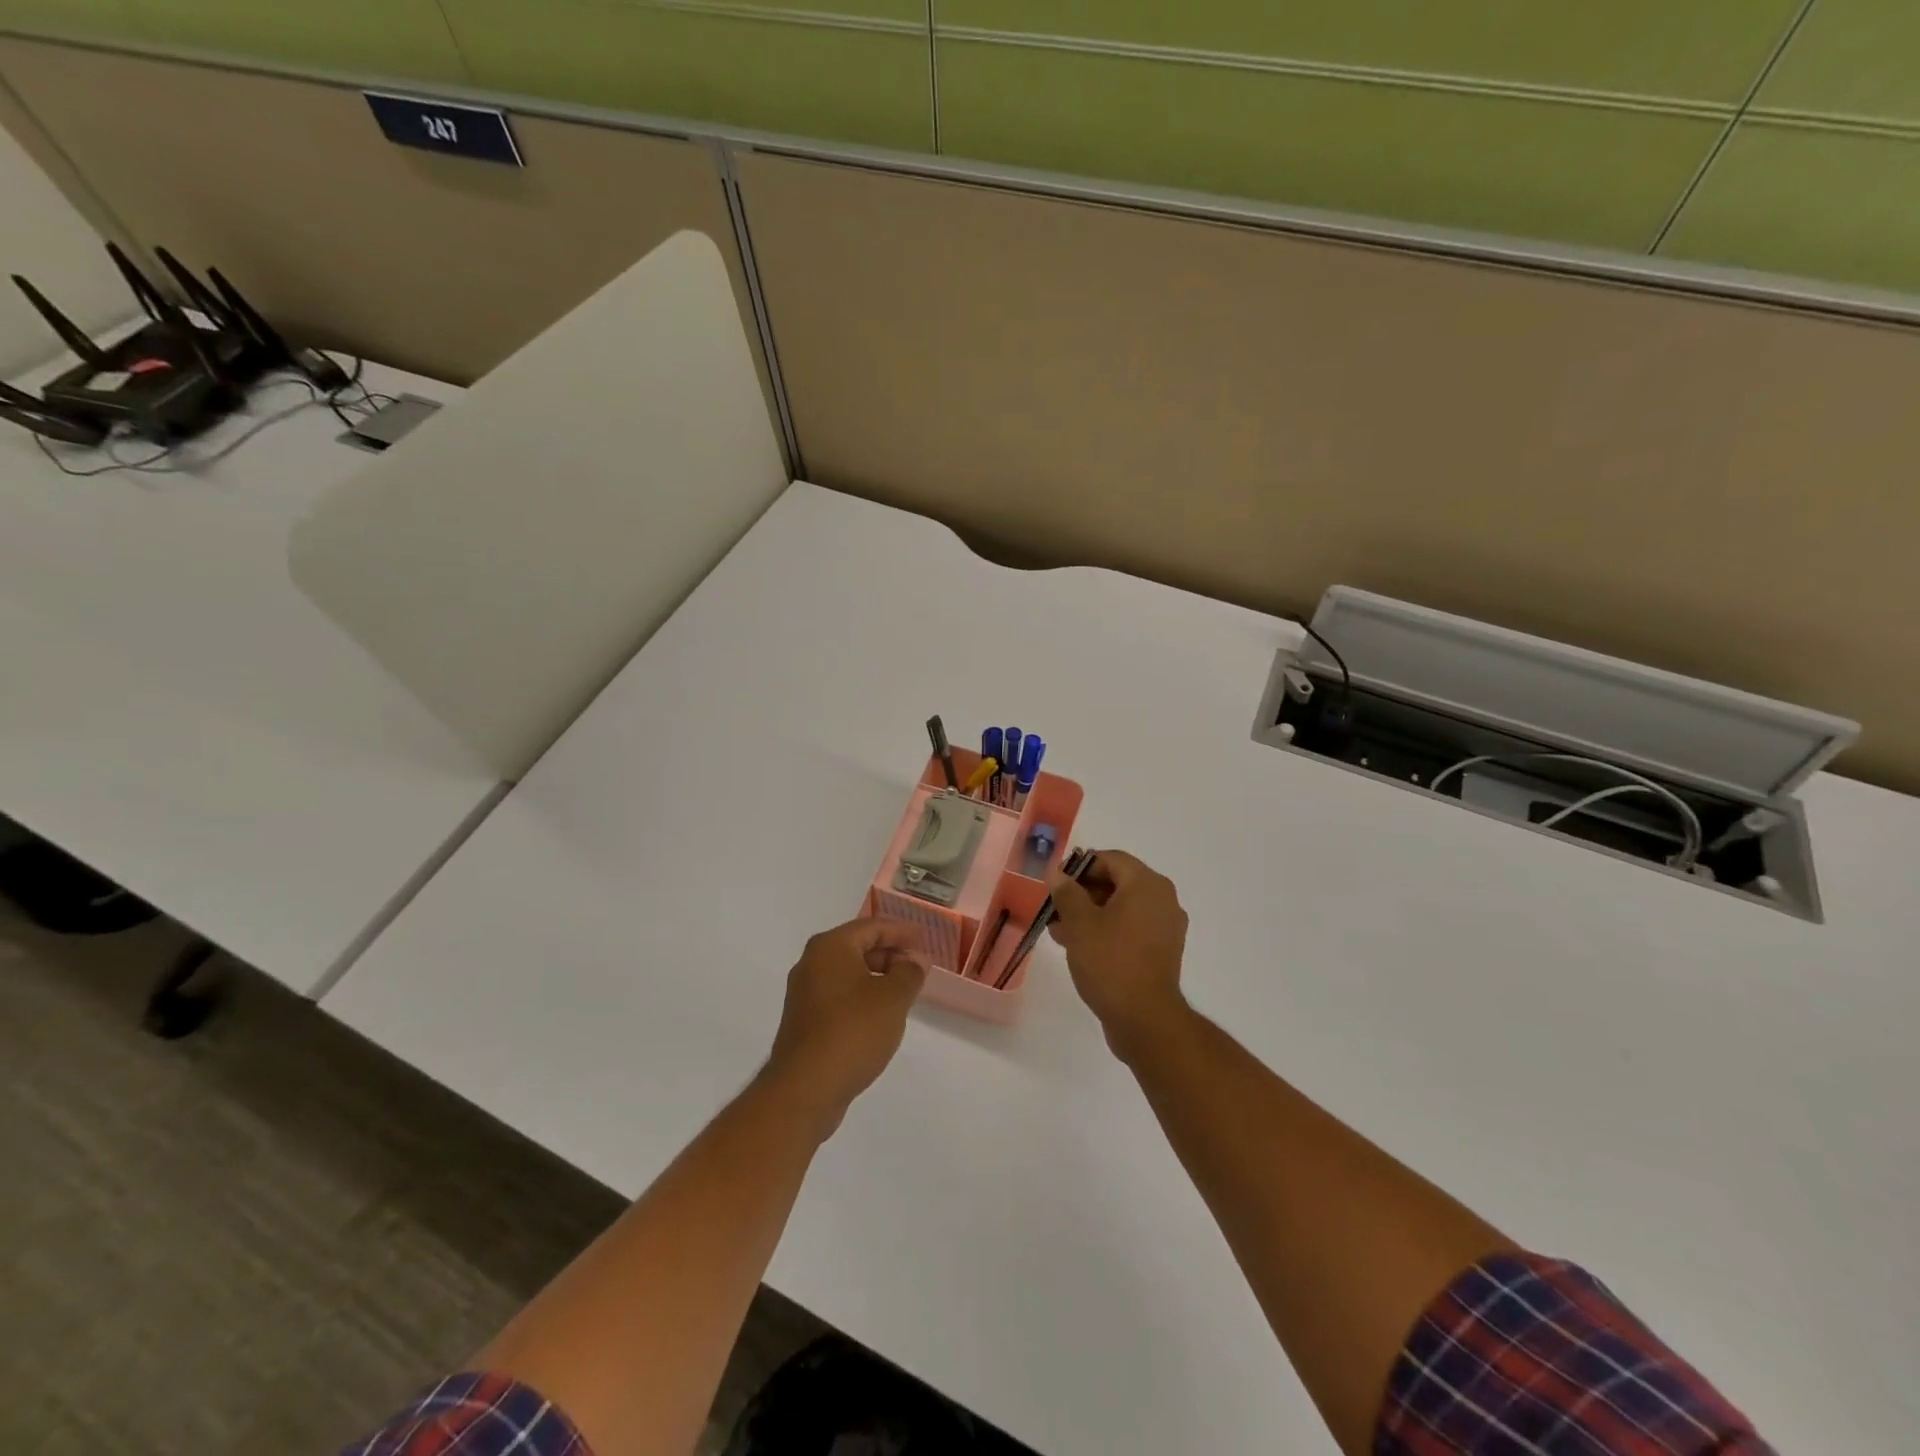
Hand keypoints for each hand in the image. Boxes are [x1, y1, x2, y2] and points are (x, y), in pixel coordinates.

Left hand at [764, 918, 926, 1134]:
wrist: (806, 1088)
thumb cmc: (853, 1030)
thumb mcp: (893, 997)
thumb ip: (910, 972)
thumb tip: (915, 959)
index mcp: (830, 947)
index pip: (872, 927)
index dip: (900, 931)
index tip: (924, 939)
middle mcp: (811, 963)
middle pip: (857, 947)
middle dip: (889, 954)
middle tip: (917, 967)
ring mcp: (804, 993)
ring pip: (847, 973)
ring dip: (876, 977)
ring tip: (903, 992)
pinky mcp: (804, 1021)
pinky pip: (839, 996)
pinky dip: (861, 996)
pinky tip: (879, 1016)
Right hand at [1049, 851, 1189, 1060]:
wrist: (1145, 1019)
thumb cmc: (1110, 962)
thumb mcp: (1079, 923)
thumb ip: (1067, 892)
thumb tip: (1058, 874)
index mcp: (1147, 884)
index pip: (1110, 859)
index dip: (1078, 867)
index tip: (1054, 884)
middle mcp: (1163, 899)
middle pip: (1117, 882)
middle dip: (1082, 893)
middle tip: (1054, 909)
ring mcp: (1166, 927)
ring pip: (1122, 908)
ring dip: (1091, 914)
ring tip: (1060, 932)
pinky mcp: (1162, 951)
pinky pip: (1131, 928)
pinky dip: (1107, 930)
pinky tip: (1080, 947)